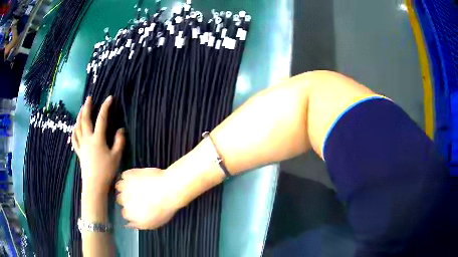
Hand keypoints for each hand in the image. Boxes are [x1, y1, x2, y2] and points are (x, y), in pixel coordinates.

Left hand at [72, 96, 124, 195]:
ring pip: (78, 127)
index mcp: (98, 139)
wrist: (94, 185)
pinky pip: (74, 139)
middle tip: (88, 98)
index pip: (102, 119)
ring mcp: (82, 145)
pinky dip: (74, 131)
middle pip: (85, 120)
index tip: (109, 98)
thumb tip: (121, 129)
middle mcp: (88, 139)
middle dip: (87, 107)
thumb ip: (119, 141)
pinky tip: (74, 128)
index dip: (106, 107)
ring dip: (79, 116)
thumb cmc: (106, 171)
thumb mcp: (116, 156)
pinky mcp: (79, 152)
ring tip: (81, 110)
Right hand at [115, 168, 180, 229]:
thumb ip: (138, 225)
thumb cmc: (164, 209)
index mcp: (129, 214)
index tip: (137, 207)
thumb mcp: (153, 224)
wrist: (169, 189)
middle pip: (120, 199)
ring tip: (135, 186)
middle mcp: (123, 201)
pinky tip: (137, 178)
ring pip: (119, 187)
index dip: (131, 210)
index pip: (124, 213)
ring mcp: (124, 187)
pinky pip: (124, 175)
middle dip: (127, 198)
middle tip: (137, 196)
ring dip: (125, 187)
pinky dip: (129, 176)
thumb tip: (128, 225)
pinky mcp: (128, 174)